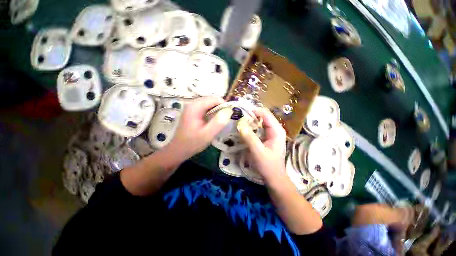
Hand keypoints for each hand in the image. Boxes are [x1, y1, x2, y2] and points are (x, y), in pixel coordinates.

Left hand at [166, 96, 232, 160]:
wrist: (179, 149)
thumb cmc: (192, 143)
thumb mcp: (207, 134)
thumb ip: (218, 122)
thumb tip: (229, 111)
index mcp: (195, 107)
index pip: (215, 99)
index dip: (224, 105)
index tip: (229, 116)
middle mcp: (193, 103)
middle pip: (212, 100)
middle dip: (220, 108)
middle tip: (224, 120)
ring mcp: (192, 107)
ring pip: (210, 103)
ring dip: (217, 111)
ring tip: (219, 122)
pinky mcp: (193, 111)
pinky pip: (206, 108)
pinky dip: (212, 113)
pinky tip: (212, 122)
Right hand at [238, 107, 286, 181]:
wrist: (273, 177)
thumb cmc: (268, 165)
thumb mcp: (258, 152)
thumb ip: (250, 138)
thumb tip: (240, 124)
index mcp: (276, 130)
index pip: (265, 114)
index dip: (254, 111)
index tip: (241, 112)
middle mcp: (275, 129)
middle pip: (262, 117)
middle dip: (251, 116)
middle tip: (238, 117)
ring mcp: (271, 133)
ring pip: (259, 122)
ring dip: (250, 122)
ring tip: (239, 122)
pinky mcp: (266, 138)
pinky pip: (258, 129)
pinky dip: (251, 128)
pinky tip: (243, 130)